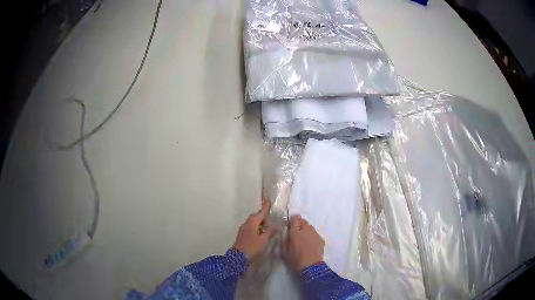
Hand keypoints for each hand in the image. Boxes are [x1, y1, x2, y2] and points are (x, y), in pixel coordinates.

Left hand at [233, 199, 276, 259]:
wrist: (238, 257)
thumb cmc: (252, 247)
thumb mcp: (264, 240)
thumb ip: (270, 232)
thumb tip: (276, 226)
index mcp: (253, 222)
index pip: (261, 212)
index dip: (265, 206)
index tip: (268, 199)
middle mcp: (247, 223)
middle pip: (256, 217)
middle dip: (264, 217)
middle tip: (272, 221)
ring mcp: (243, 229)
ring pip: (253, 222)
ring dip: (260, 223)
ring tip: (268, 228)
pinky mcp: (242, 234)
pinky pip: (251, 227)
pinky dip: (257, 228)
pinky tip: (261, 234)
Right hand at [284, 215, 324, 271]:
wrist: (311, 266)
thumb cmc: (295, 260)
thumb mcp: (285, 251)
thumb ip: (284, 241)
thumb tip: (284, 234)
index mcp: (295, 232)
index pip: (294, 219)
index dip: (292, 220)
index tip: (290, 223)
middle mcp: (306, 230)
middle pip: (303, 221)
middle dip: (299, 223)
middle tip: (296, 230)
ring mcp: (315, 234)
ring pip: (310, 227)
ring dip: (306, 229)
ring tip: (303, 236)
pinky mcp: (321, 239)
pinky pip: (315, 233)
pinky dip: (311, 235)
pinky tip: (310, 242)